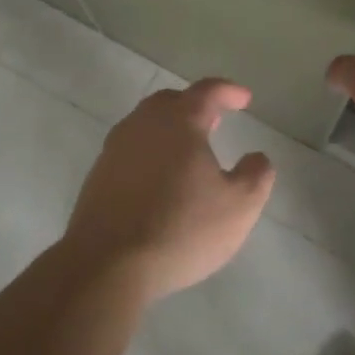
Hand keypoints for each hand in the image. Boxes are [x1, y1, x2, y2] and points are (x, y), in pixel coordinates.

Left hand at [60, 79, 276, 301]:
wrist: (107, 263)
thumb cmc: (181, 228)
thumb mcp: (239, 206)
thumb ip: (255, 175)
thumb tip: (257, 157)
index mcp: (179, 122)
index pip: (207, 92)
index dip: (228, 91)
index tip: (244, 99)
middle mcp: (142, 125)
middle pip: (169, 102)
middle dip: (194, 106)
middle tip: (214, 121)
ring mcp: (114, 149)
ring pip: (145, 125)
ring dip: (169, 129)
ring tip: (188, 151)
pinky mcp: (97, 175)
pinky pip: (129, 150)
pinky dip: (149, 153)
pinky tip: (159, 179)